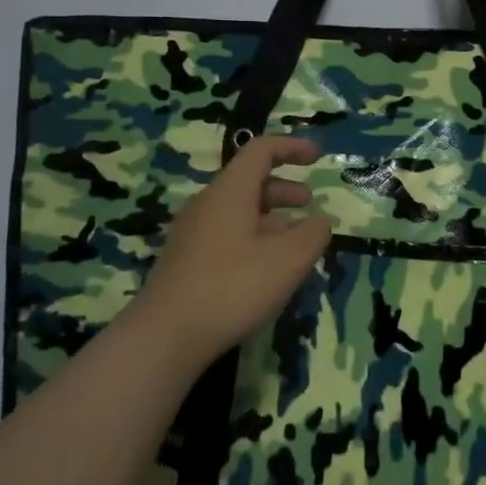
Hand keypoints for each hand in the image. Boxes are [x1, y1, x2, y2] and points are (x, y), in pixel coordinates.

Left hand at [130, 136, 332, 370]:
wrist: (165, 336)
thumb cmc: (233, 286)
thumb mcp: (289, 259)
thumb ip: (313, 233)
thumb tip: (320, 221)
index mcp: (230, 191)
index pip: (262, 150)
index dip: (292, 147)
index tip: (318, 157)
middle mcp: (207, 203)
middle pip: (249, 180)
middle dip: (284, 187)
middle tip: (309, 203)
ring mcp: (192, 233)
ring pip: (238, 210)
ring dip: (271, 216)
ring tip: (294, 240)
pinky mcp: (186, 260)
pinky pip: (226, 234)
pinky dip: (253, 237)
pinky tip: (265, 268)